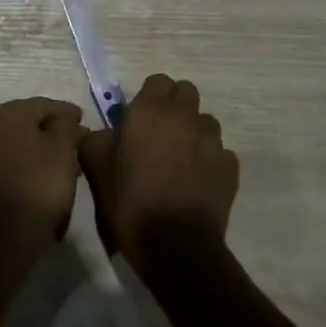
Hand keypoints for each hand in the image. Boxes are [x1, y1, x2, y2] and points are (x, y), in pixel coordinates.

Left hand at [0, 97, 83, 244]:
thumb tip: (68, 121)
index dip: (66, 111)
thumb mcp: (64, 148)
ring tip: (65, 157)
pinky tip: (45, 170)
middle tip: (76, 138)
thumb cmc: (41, 183)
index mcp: (8, 114)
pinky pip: (9, 158)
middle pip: (29, 121)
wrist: (9, 232)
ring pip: (19, 140)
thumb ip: (67, 126)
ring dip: (41, 145)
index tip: (83, 118)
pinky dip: (27, 159)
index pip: (44, 105)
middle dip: (53, 129)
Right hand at [79, 74, 237, 272]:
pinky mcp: (230, 167)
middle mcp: (185, 116)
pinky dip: (209, 161)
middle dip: (174, 107)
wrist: (174, 245)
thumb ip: (95, 139)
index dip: (148, 97)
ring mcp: (212, 141)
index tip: (137, 119)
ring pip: (205, 121)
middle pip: (185, 92)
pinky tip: (196, 182)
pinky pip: (219, 152)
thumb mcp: (96, 168)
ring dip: (193, 132)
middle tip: (158, 134)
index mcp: (151, 110)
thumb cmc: (130, 200)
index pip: (157, 81)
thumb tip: (101, 132)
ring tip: (179, 159)